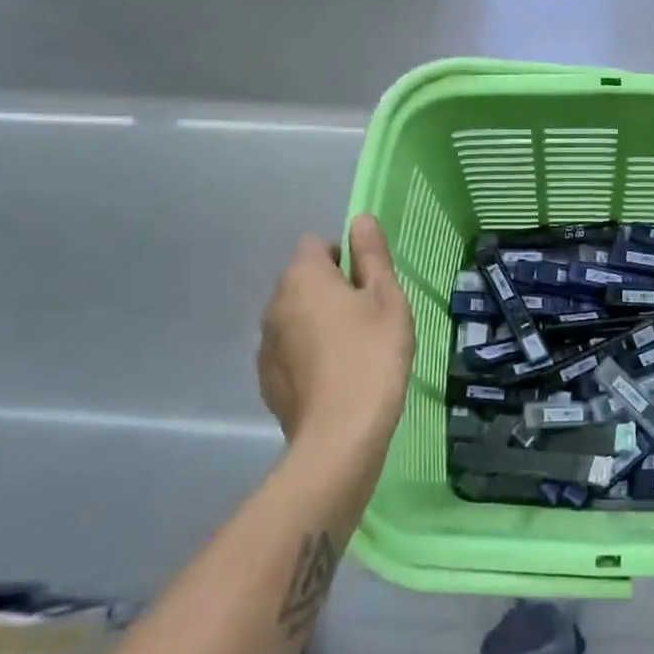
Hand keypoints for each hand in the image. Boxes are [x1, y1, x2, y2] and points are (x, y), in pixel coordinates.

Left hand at [257, 214, 415, 444]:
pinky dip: (308, 356)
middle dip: (332, 291)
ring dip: (318, 323)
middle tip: (369, 319)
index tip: (370, 286)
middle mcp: (274, 303)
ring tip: (354, 353)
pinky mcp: (267, 379)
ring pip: (295, 317)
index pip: (317, 244)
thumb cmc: (373, 356)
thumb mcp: (387, 300)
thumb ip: (372, 256)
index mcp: (303, 277)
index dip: (345, 257)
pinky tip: (336, 379)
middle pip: (304, 281)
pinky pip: (290, 351)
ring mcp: (265, 344)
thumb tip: (360, 219)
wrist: (341, 435)